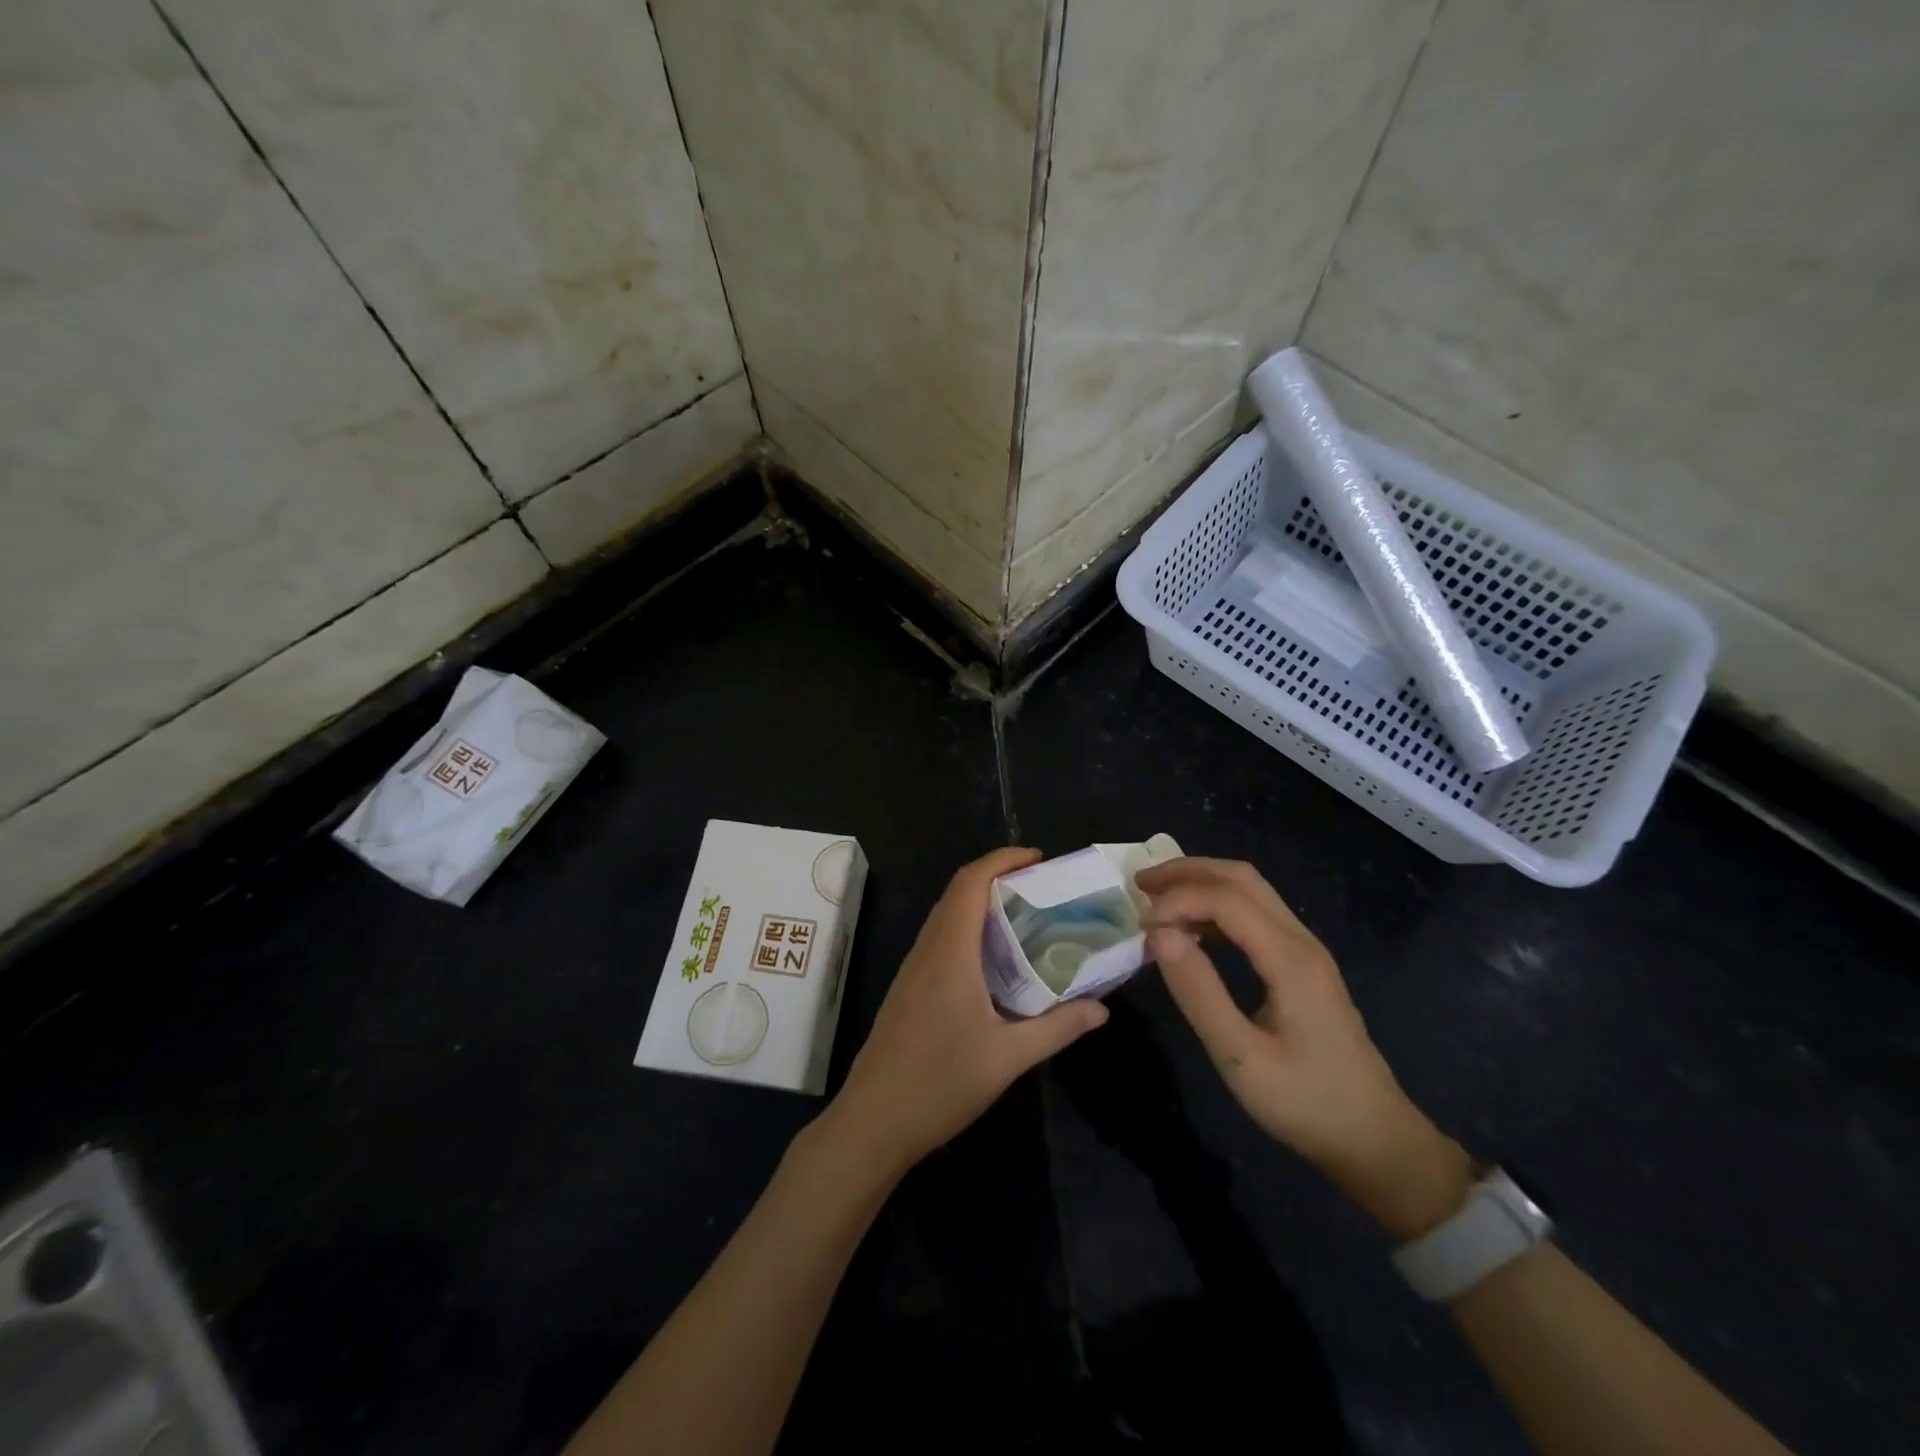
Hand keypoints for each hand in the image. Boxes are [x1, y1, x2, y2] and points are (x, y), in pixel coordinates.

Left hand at [823, 847, 1107, 1175]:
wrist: (873, 1121)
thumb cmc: (940, 1083)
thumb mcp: (1008, 1058)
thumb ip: (1058, 1028)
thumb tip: (1102, 1009)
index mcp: (950, 952)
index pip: (971, 882)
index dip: (1003, 859)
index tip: (1038, 858)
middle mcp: (928, 949)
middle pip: (958, 892)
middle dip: (997, 876)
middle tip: (1041, 887)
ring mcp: (913, 968)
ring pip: (946, 915)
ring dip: (980, 902)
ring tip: (1024, 916)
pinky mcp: (908, 988)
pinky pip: (940, 939)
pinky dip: (968, 928)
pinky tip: (993, 959)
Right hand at [1137, 857, 1471, 1238]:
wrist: (1376, 1141)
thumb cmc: (1305, 1103)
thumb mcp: (1240, 1058)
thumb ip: (1199, 992)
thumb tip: (1159, 935)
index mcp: (1289, 959)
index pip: (1226, 899)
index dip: (1178, 900)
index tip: (1141, 927)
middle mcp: (1301, 941)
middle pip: (1242, 878)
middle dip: (1187, 871)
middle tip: (1140, 885)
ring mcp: (1306, 951)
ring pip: (1251, 891)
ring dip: (1202, 885)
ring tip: (1157, 901)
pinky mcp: (1303, 966)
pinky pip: (1256, 916)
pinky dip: (1217, 909)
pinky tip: (1192, 931)